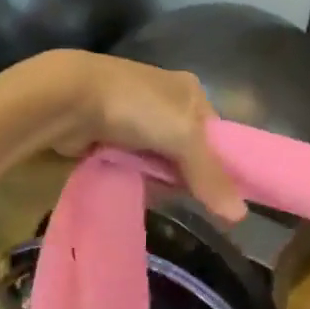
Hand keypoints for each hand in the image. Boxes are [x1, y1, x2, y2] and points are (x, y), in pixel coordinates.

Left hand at [37, 51, 246, 220]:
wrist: (68, 98)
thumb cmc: (138, 108)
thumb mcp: (185, 138)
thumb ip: (211, 176)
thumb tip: (241, 216)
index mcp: (191, 91)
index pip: (217, 134)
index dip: (220, 163)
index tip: (221, 194)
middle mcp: (167, 100)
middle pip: (189, 150)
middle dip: (186, 174)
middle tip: (187, 197)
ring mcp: (136, 117)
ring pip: (160, 160)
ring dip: (159, 178)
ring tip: (156, 193)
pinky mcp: (110, 134)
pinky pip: (134, 163)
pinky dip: (136, 176)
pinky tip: (135, 187)